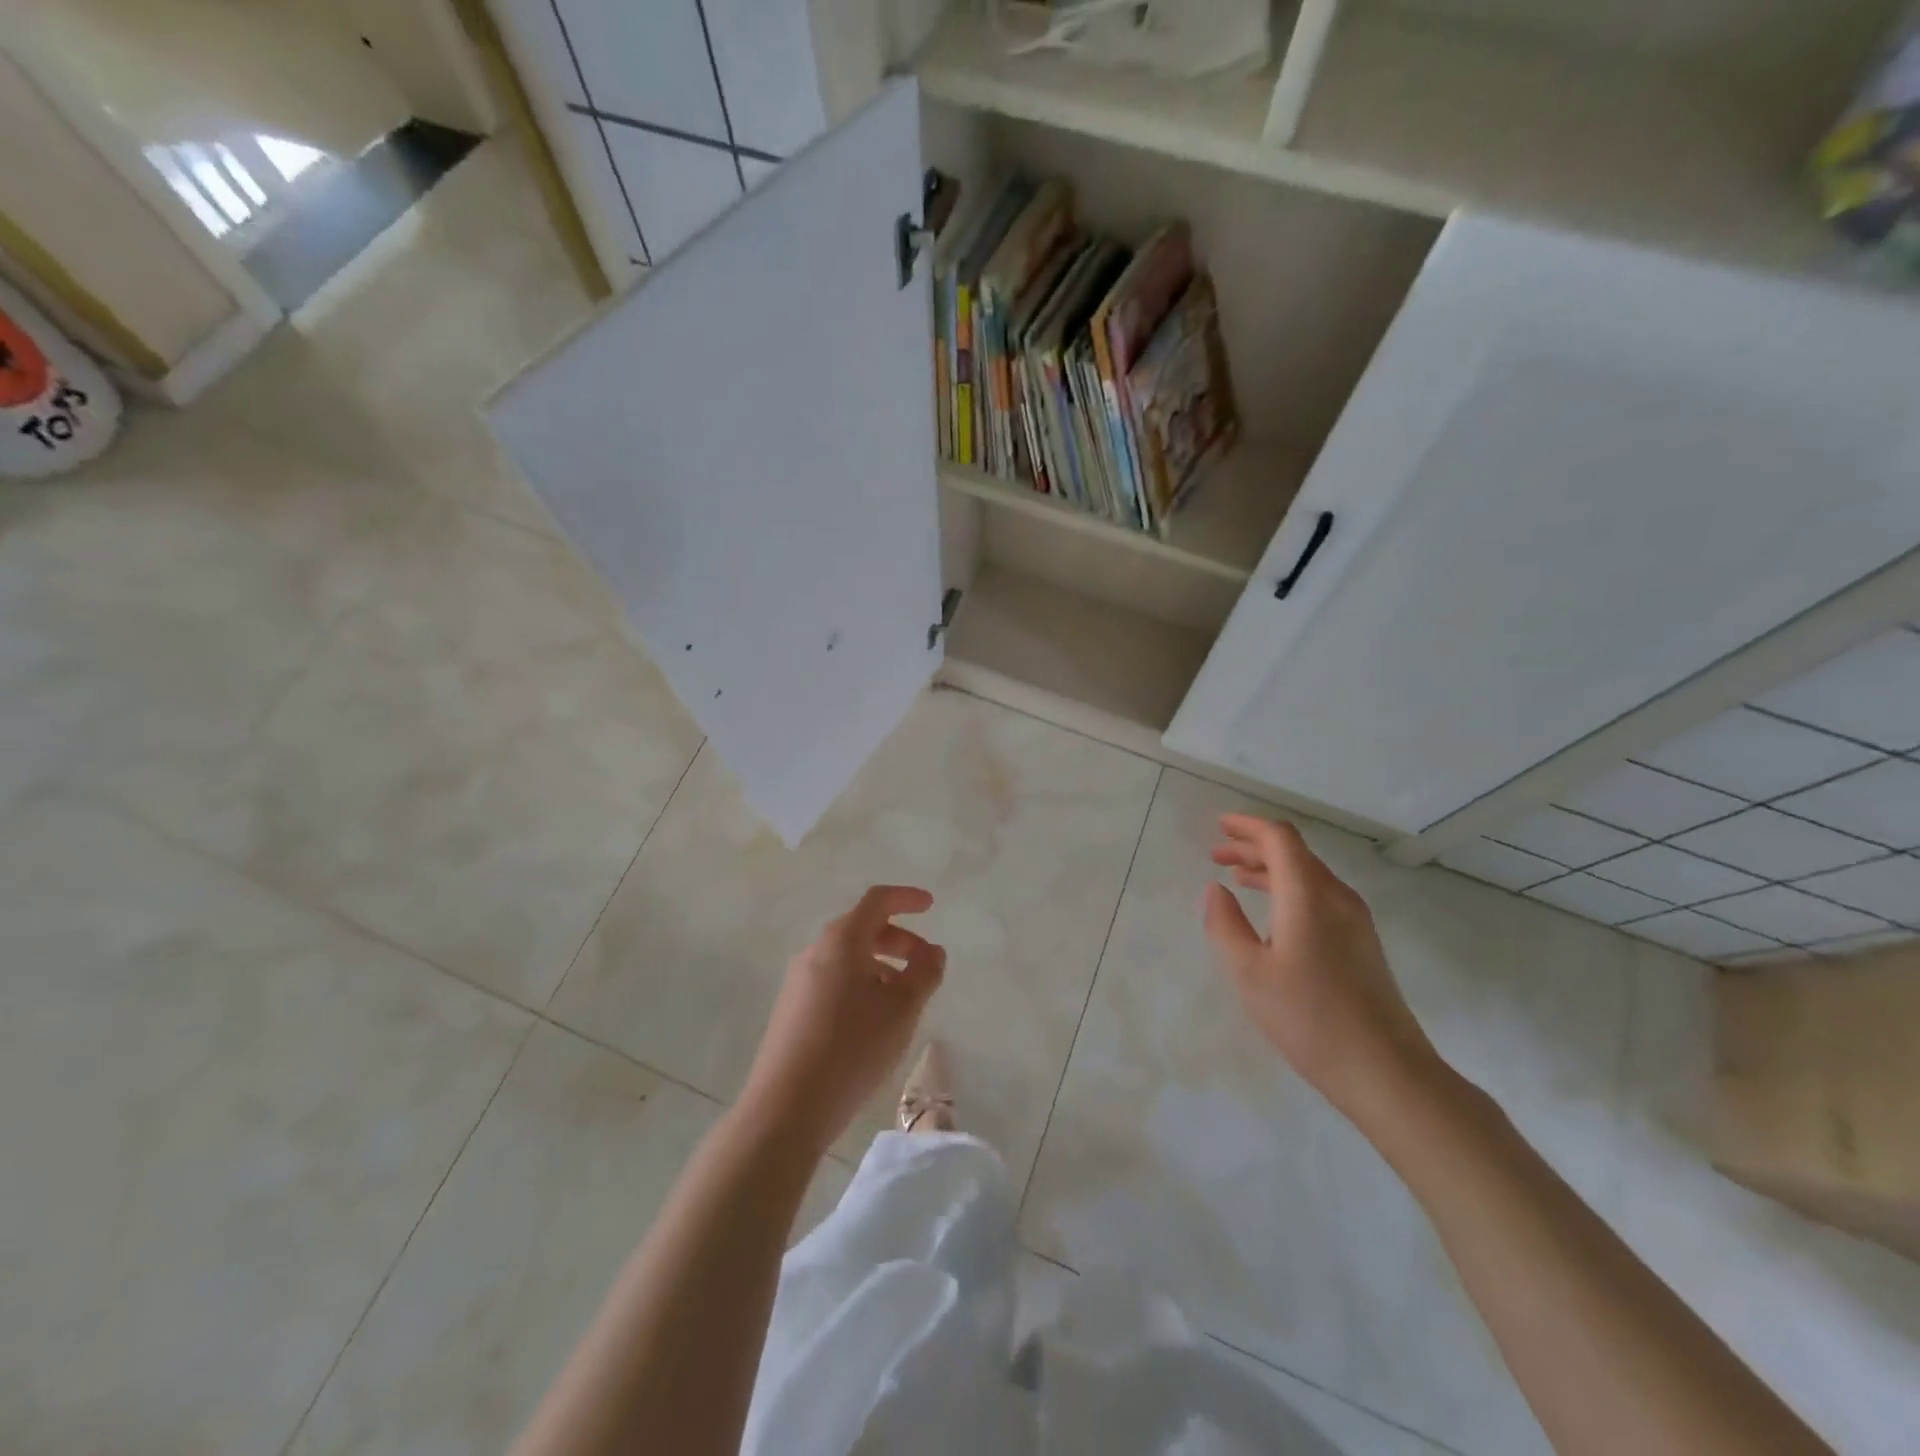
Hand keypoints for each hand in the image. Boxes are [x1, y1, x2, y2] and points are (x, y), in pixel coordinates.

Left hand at [739, 885, 946, 1155]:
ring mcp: (798, 981)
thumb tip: (932, 952)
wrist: (785, 1108)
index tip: (930, 905)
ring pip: (848, 958)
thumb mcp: (902, 1009)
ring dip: (881, 966)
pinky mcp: (791, 1010)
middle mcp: (815, 951)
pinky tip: (874, 1022)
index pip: (877, 900)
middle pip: (863, 929)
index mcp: (842, 940)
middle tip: (926, 965)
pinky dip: (861, 985)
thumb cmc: (852, 1047)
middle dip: (899, 940)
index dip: (906, 898)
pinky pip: (833, 981)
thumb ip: (925, 972)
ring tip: (904, 1000)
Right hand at [1202, 814, 1440, 1121]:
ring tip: (1237, 877)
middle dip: (1254, 846)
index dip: (1248, 826)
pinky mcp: (1362, 943)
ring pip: (1309, 874)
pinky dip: (1289, 889)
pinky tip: (1272, 912)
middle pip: (1295, 853)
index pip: (1280, 839)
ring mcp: (1355, 920)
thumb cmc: (1309, 1019)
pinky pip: (1320, 896)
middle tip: (1217, 854)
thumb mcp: (1249, 973)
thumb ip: (1225, 925)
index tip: (1219, 825)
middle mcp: (1337, 897)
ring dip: (1271, 868)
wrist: (1386, 1071)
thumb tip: (1215, 890)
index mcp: (1308, 895)